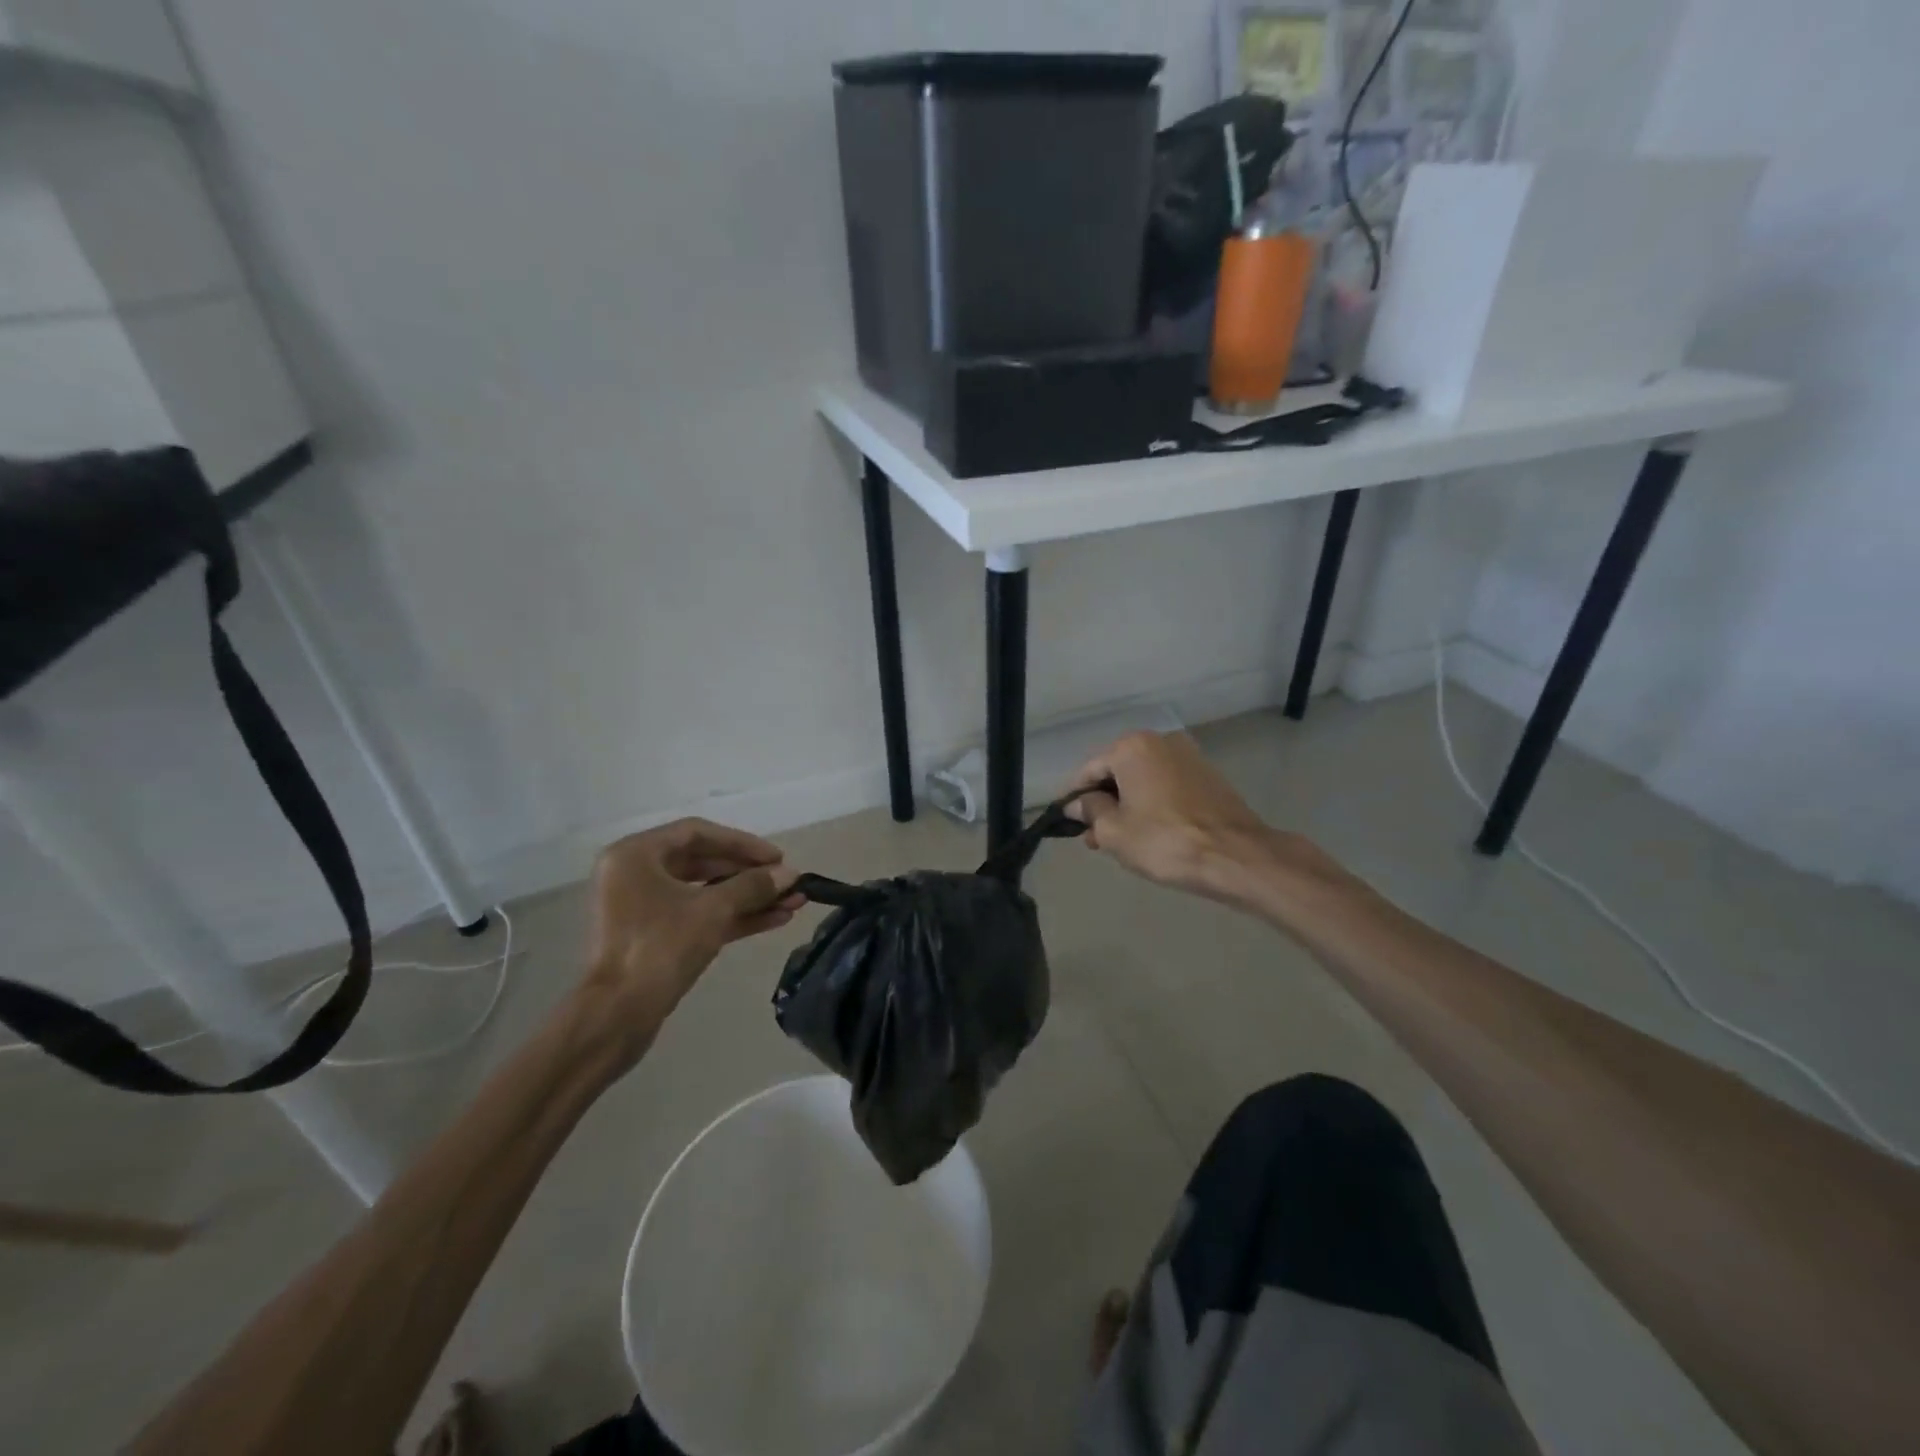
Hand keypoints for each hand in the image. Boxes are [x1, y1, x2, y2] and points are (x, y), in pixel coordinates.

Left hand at [579, 818, 800, 1056]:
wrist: (616, 1017)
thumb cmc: (659, 948)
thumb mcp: (712, 911)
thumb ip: (753, 886)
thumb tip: (791, 875)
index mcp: (636, 855)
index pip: (697, 833)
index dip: (742, 843)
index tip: (777, 858)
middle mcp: (635, 874)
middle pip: (702, 862)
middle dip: (749, 874)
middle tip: (787, 882)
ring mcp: (643, 908)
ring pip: (704, 893)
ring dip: (748, 898)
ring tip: (793, 903)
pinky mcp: (654, 938)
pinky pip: (698, 916)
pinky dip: (733, 917)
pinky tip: (774, 920)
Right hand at [1067, 732, 1332, 905]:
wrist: (1235, 856)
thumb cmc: (1164, 841)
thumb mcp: (1113, 831)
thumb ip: (1090, 811)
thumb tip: (1079, 803)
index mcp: (1132, 747)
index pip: (1089, 771)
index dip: (1074, 798)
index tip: (1066, 823)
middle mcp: (1160, 741)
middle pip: (1117, 772)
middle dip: (1102, 803)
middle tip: (1093, 838)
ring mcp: (1188, 757)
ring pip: (1143, 781)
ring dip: (1127, 806)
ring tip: (1119, 841)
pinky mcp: (1209, 776)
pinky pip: (1167, 787)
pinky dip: (1153, 804)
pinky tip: (1149, 832)